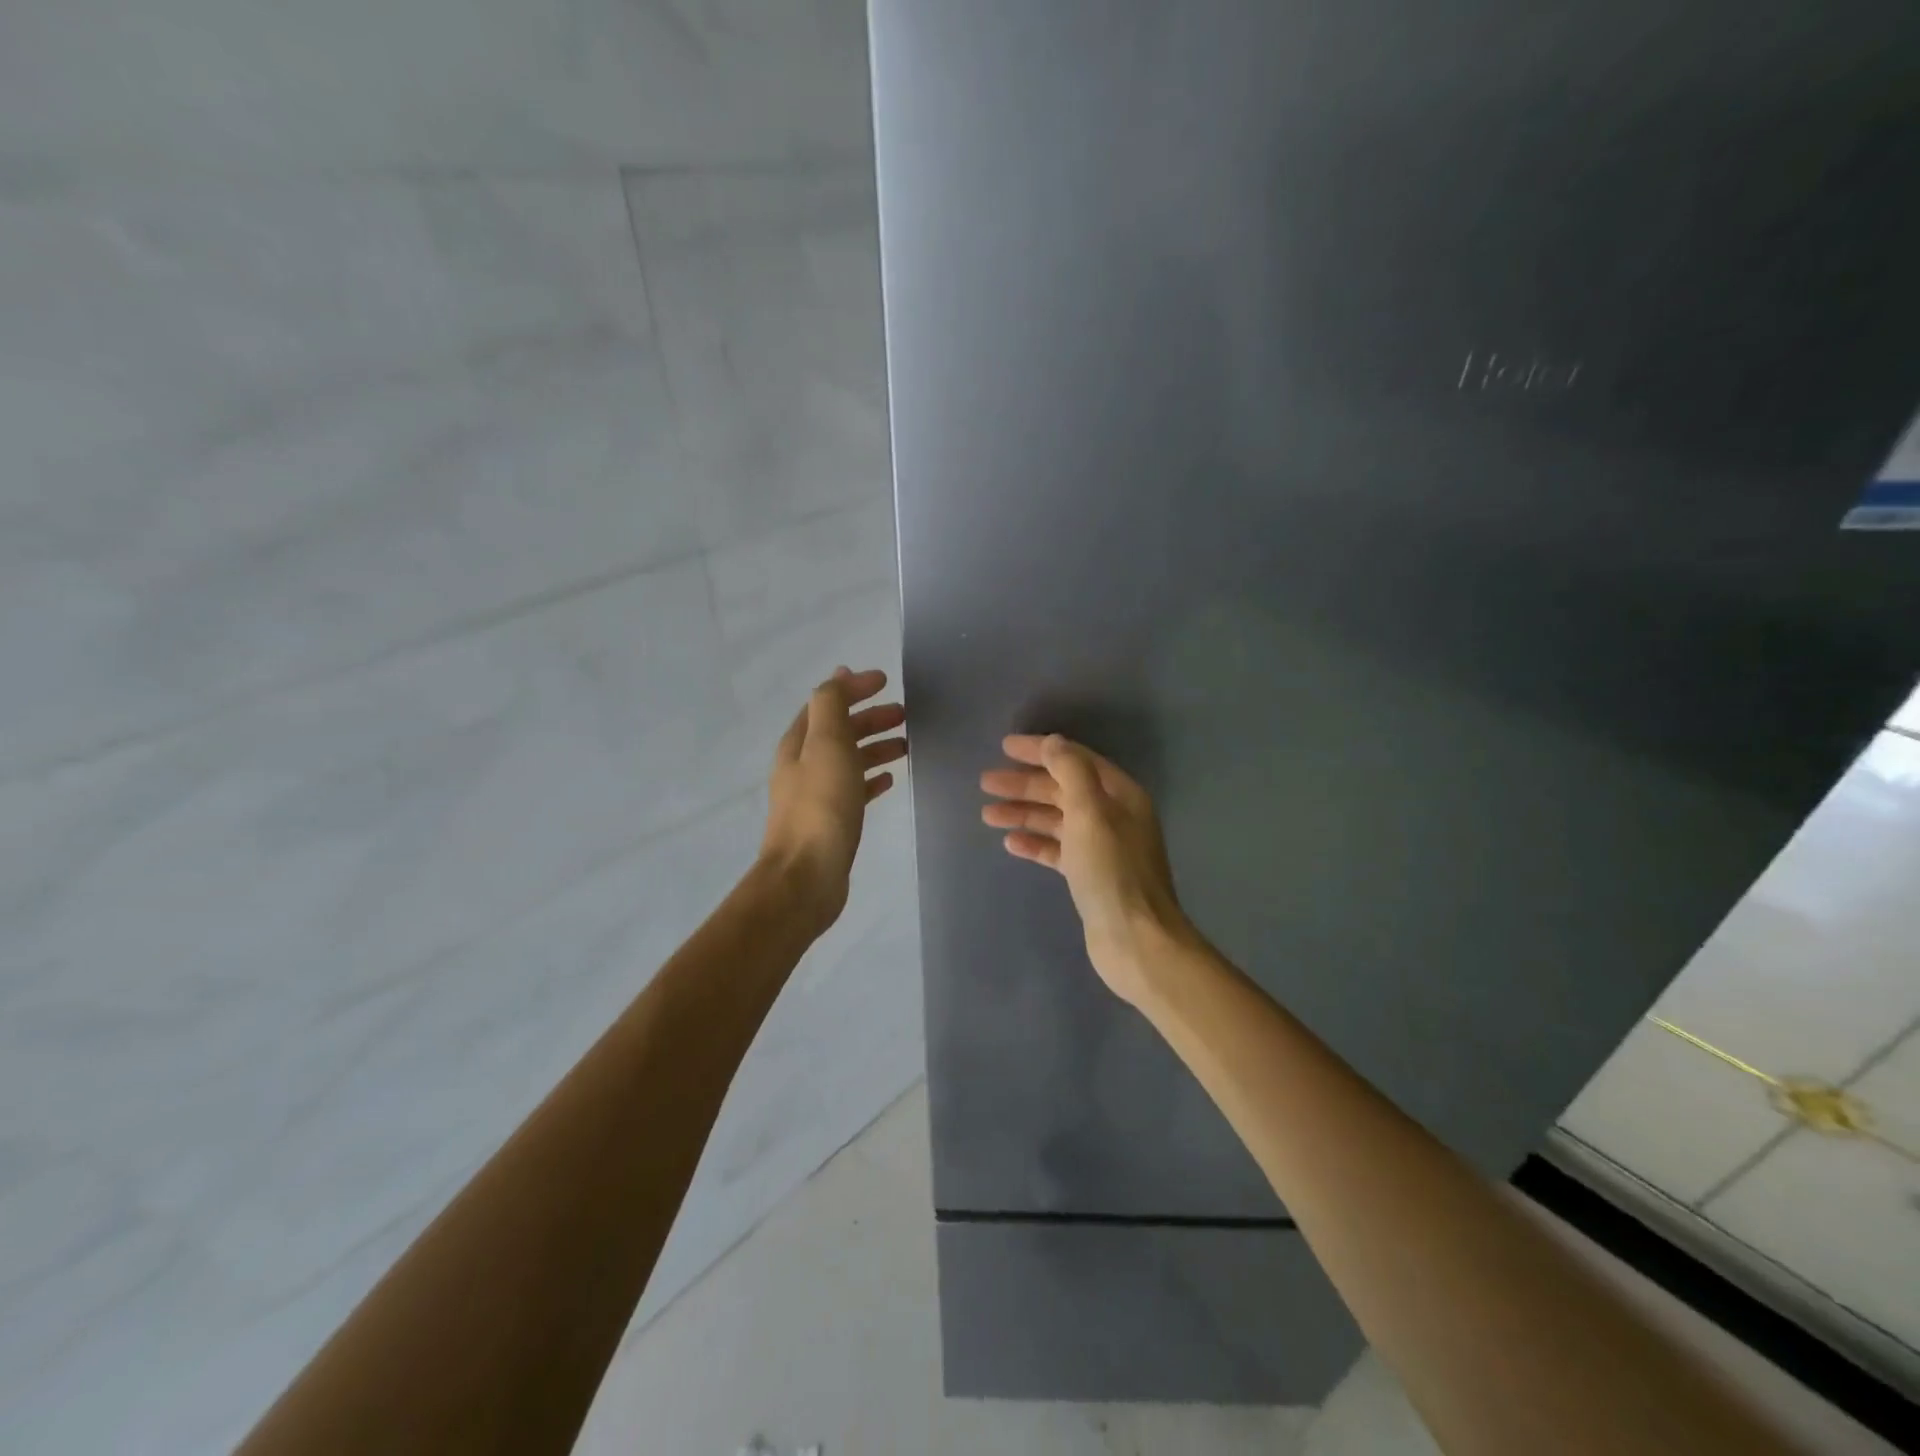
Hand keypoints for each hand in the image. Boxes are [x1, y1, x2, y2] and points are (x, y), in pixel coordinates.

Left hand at [761, 667, 906, 932]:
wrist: (806, 877)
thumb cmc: (821, 806)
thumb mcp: (827, 744)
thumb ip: (832, 705)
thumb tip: (839, 674)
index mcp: (798, 744)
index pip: (826, 703)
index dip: (854, 689)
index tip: (886, 681)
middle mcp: (803, 766)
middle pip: (839, 731)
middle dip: (869, 718)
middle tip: (905, 715)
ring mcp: (816, 796)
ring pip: (849, 760)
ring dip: (875, 747)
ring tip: (906, 745)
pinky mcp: (831, 822)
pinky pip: (854, 790)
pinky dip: (871, 778)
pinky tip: (890, 781)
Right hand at [981, 734, 1194, 1003]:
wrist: (1135, 940)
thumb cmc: (1112, 871)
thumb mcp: (1090, 812)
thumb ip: (1071, 771)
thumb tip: (1053, 742)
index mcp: (1119, 795)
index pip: (1075, 760)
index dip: (1040, 750)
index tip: (1004, 747)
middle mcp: (1113, 816)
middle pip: (1062, 789)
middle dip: (1025, 784)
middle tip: (986, 783)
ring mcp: (1102, 847)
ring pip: (1056, 820)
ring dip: (1024, 813)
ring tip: (988, 814)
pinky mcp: (1090, 876)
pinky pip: (1057, 850)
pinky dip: (1035, 843)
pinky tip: (1010, 843)